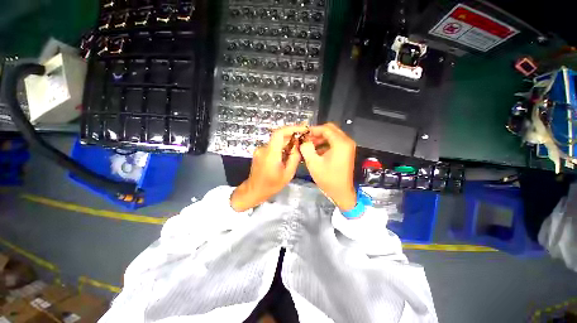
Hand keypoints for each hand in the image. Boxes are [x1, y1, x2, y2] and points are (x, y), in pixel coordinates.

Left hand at [230, 125, 307, 211]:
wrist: (254, 190)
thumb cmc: (272, 185)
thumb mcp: (288, 174)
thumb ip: (294, 158)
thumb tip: (299, 145)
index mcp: (270, 154)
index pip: (279, 133)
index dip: (291, 128)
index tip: (302, 129)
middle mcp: (263, 149)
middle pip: (279, 136)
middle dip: (292, 135)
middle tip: (304, 138)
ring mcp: (260, 150)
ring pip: (276, 141)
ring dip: (287, 142)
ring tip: (298, 147)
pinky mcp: (260, 152)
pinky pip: (273, 146)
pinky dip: (282, 147)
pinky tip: (288, 153)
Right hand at [300, 123, 356, 210]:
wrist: (341, 192)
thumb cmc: (328, 178)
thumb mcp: (313, 163)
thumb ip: (306, 148)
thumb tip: (304, 140)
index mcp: (340, 143)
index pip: (325, 128)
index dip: (313, 130)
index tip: (303, 135)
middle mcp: (346, 141)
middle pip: (330, 130)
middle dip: (317, 133)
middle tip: (306, 140)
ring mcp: (348, 146)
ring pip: (332, 135)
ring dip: (320, 139)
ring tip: (309, 146)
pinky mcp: (346, 151)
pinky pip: (335, 142)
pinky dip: (325, 144)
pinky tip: (316, 151)